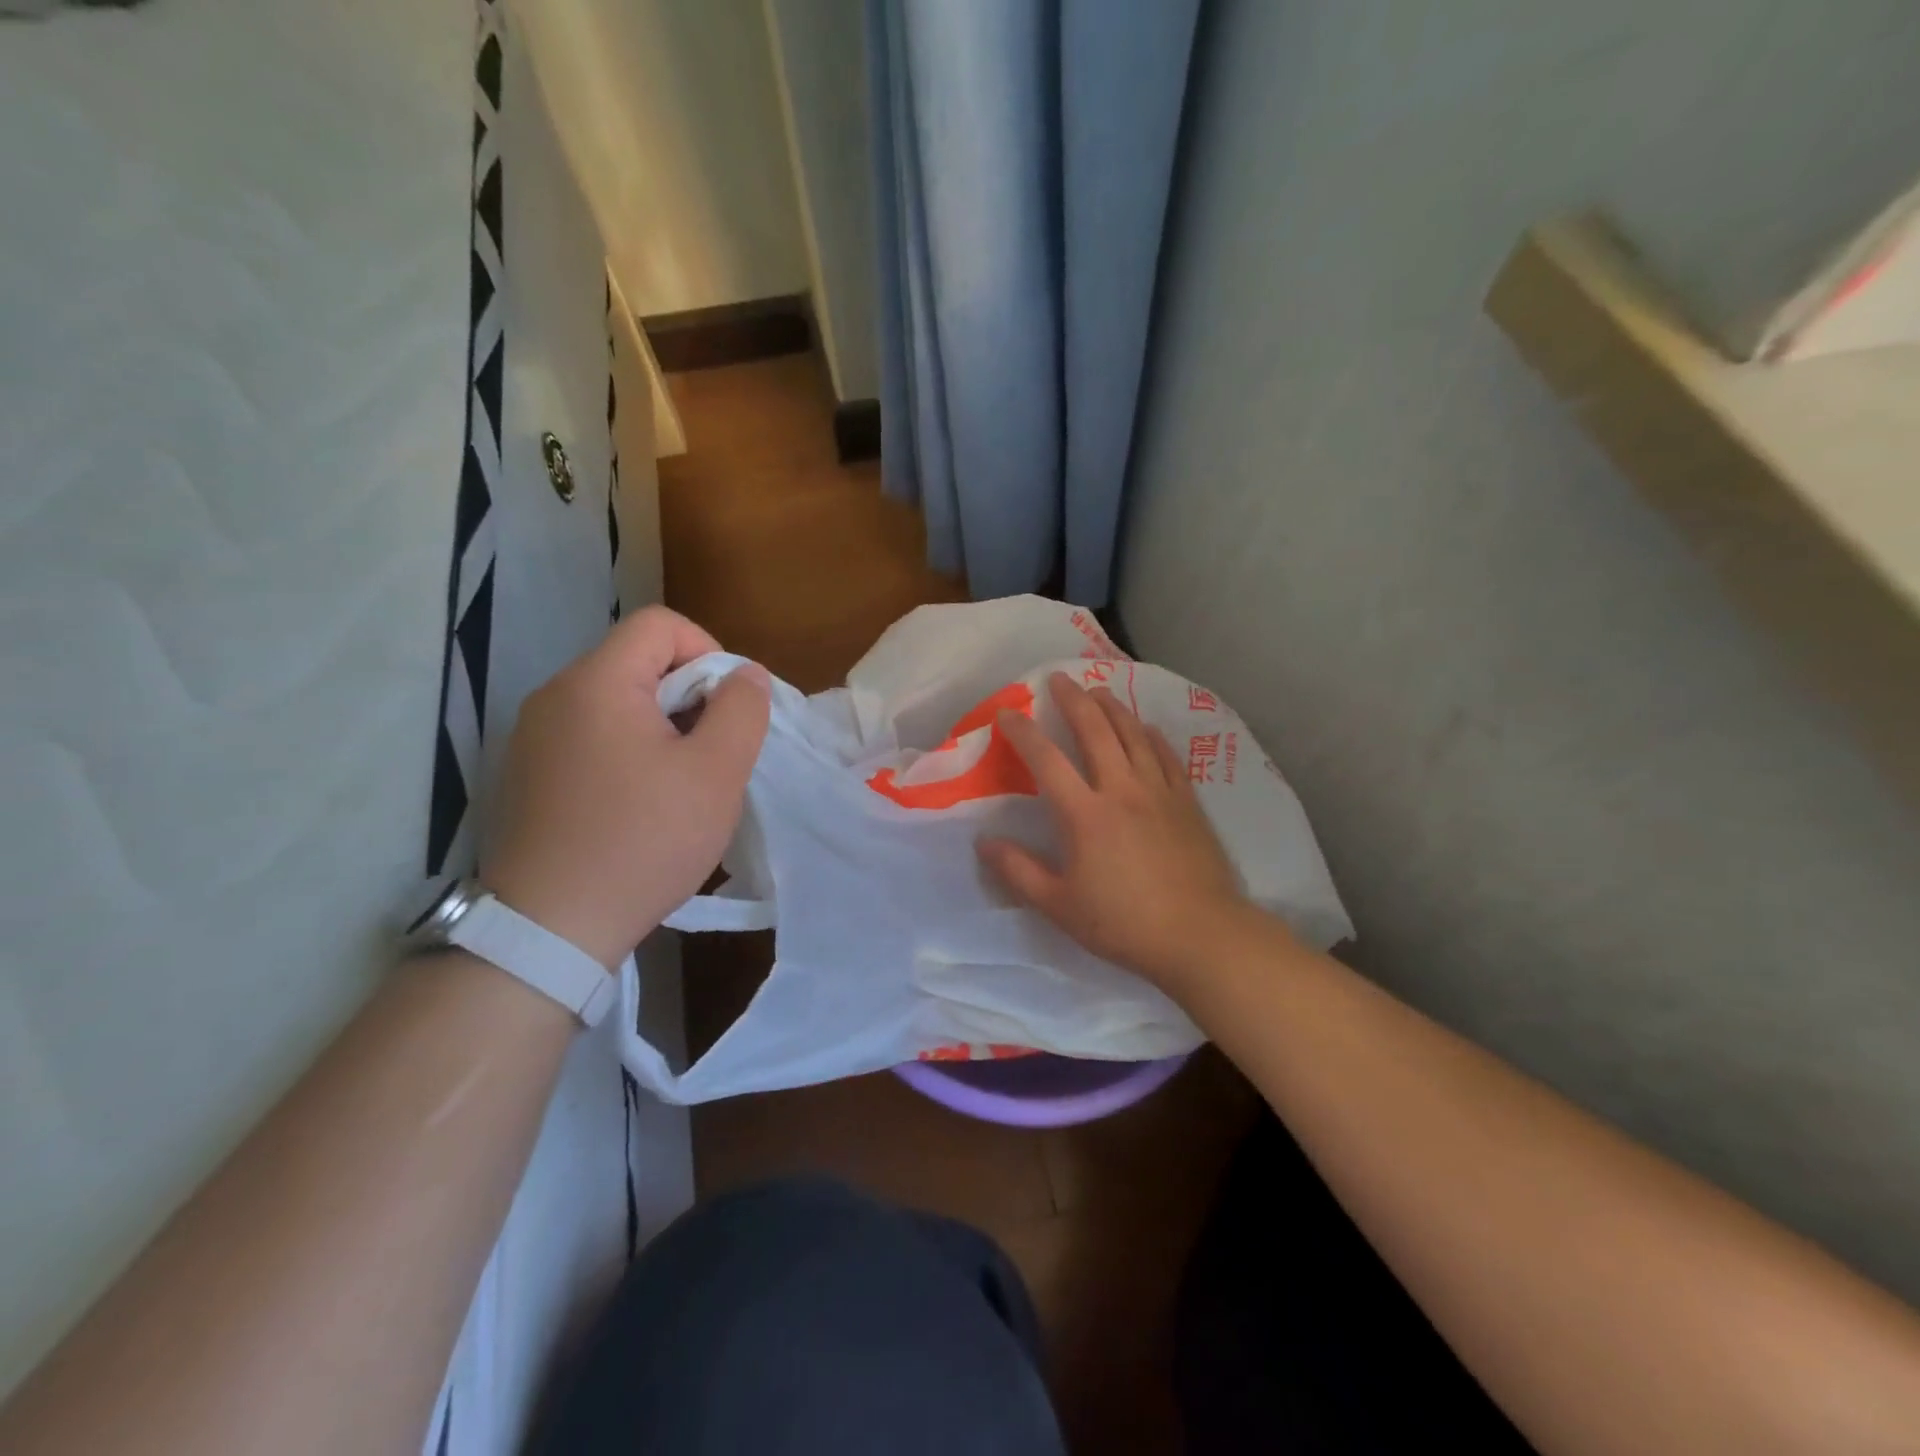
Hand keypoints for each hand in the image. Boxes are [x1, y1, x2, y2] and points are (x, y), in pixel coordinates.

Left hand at [482, 607, 769, 969]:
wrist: (550, 928)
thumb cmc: (643, 840)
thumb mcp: (715, 773)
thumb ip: (740, 710)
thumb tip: (745, 674)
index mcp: (597, 682)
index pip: (661, 625)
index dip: (709, 651)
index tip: (727, 709)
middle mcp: (555, 696)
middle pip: (638, 662)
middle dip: (689, 697)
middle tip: (712, 755)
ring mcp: (534, 737)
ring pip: (617, 703)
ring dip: (662, 728)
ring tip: (681, 785)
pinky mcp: (529, 774)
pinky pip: (592, 737)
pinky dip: (628, 753)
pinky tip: (641, 806)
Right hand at [977, 671, 1262, 990]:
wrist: (1200, 934)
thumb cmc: (1123, 923)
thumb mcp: (1059, 905)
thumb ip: (1019, 871)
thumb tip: (983, 842)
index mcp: (1084, 814)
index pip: (1046, 760)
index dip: (1023, 732)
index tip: (1007, 713)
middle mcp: (1121, 790)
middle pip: (1095, 731)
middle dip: (1074, 700)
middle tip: (1059, 679)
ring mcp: (1158, 792)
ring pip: (1133, 735)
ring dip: (1113, 708)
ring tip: (1098, 691)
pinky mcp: (1186, 802)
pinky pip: (1166, 756)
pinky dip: (1151, 736)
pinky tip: (1146, 728)